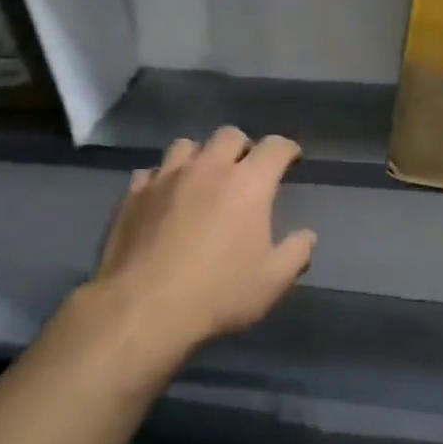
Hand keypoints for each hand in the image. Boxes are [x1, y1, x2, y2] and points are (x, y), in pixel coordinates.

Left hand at [70, 127, 317, 367]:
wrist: (143, 308)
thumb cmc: (217, 293)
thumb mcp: (272, 281)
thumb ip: (296, 253)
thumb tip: (307, 236)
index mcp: (248, 184)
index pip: (275, 147)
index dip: (287, 149)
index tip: (291, 159)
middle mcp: (208, 169)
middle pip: (229, 135)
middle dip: (243, 147)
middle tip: (245, 170)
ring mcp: (166, 178)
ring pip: (186, 145)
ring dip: (200, 156)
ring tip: (202, 178)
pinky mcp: (134, 194)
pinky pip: (151, 172)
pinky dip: (162, 179)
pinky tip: (164, 198)